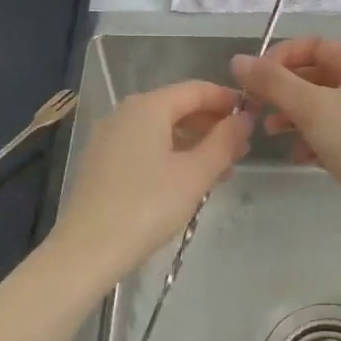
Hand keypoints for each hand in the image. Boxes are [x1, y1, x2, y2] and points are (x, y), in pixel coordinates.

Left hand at [49, 80, 252, 289]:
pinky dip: (172, 155)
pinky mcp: (102, 162)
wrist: (86, 250)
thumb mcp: (195, 174)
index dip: (227, 100)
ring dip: (195, 144)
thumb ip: (224, 141)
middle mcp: (126, 112)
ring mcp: (110, 137)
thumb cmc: (147, 206)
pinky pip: (146, 146)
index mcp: (148, 106)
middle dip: (212, 125)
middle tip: (242, 150)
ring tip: (222, 170)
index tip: (254, 118)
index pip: (197, 90)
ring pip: (162, 129)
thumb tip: (244, 118)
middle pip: (178, 107)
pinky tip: (188, 181)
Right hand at [231, 38, 340, 255]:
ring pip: (321, 109)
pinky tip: (297, 156)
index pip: (316, 46)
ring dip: (293, 116)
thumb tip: (238, 60)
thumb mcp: (311, 106)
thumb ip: (273, 82)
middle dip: (283, 90)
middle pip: (316, 77)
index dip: (282, 56)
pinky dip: (310, 142)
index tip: (255, 77)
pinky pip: (331, 137)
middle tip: (255, 107)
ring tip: (271, 132)